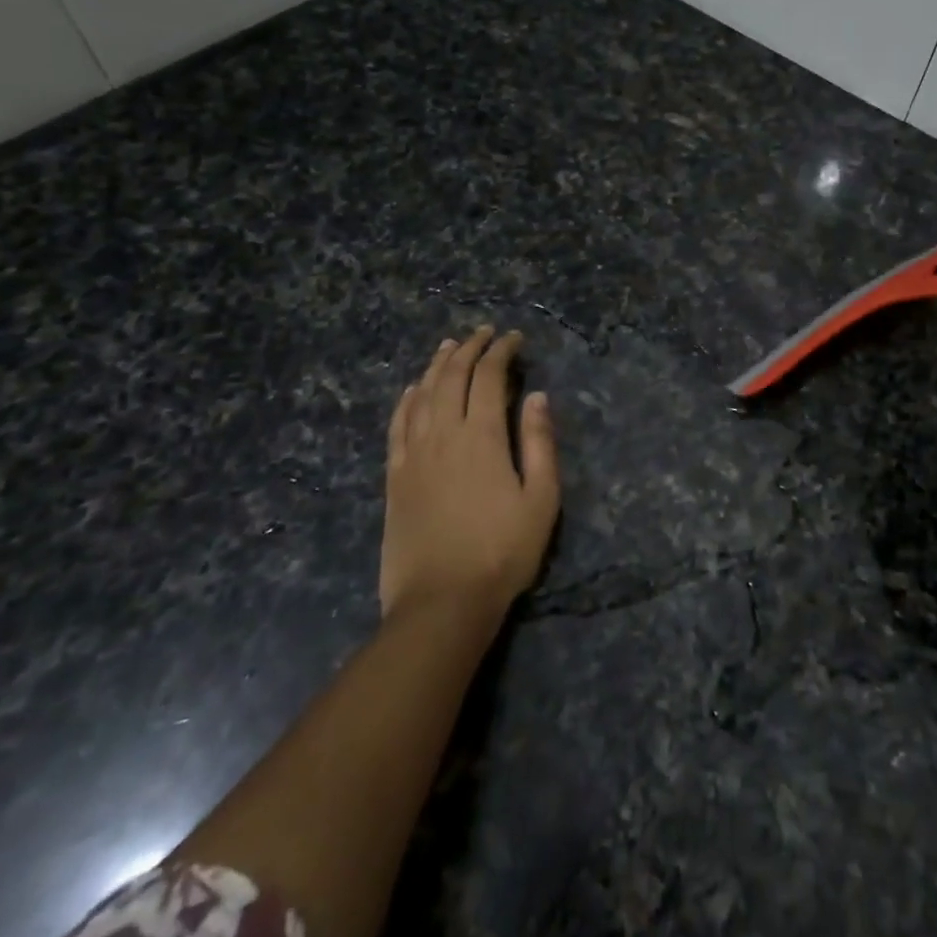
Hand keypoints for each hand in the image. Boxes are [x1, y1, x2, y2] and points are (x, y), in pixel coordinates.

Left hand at [381, 327, 560, 622]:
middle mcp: (443, 435)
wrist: (441, 603)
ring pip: (422, 395)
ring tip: (449, 346)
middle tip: (484, 333)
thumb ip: (539, 443)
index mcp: (481, 437)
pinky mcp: (394, 478)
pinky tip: (413, 389)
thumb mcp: (541, 499)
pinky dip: (406, 400)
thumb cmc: (501, 552)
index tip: (513, 338)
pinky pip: (397, 426)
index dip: (501, 351)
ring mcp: (413, 456)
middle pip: (451, 377)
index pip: (488, 377)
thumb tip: (536, 396)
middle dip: (469, 349)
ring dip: (437, 365)